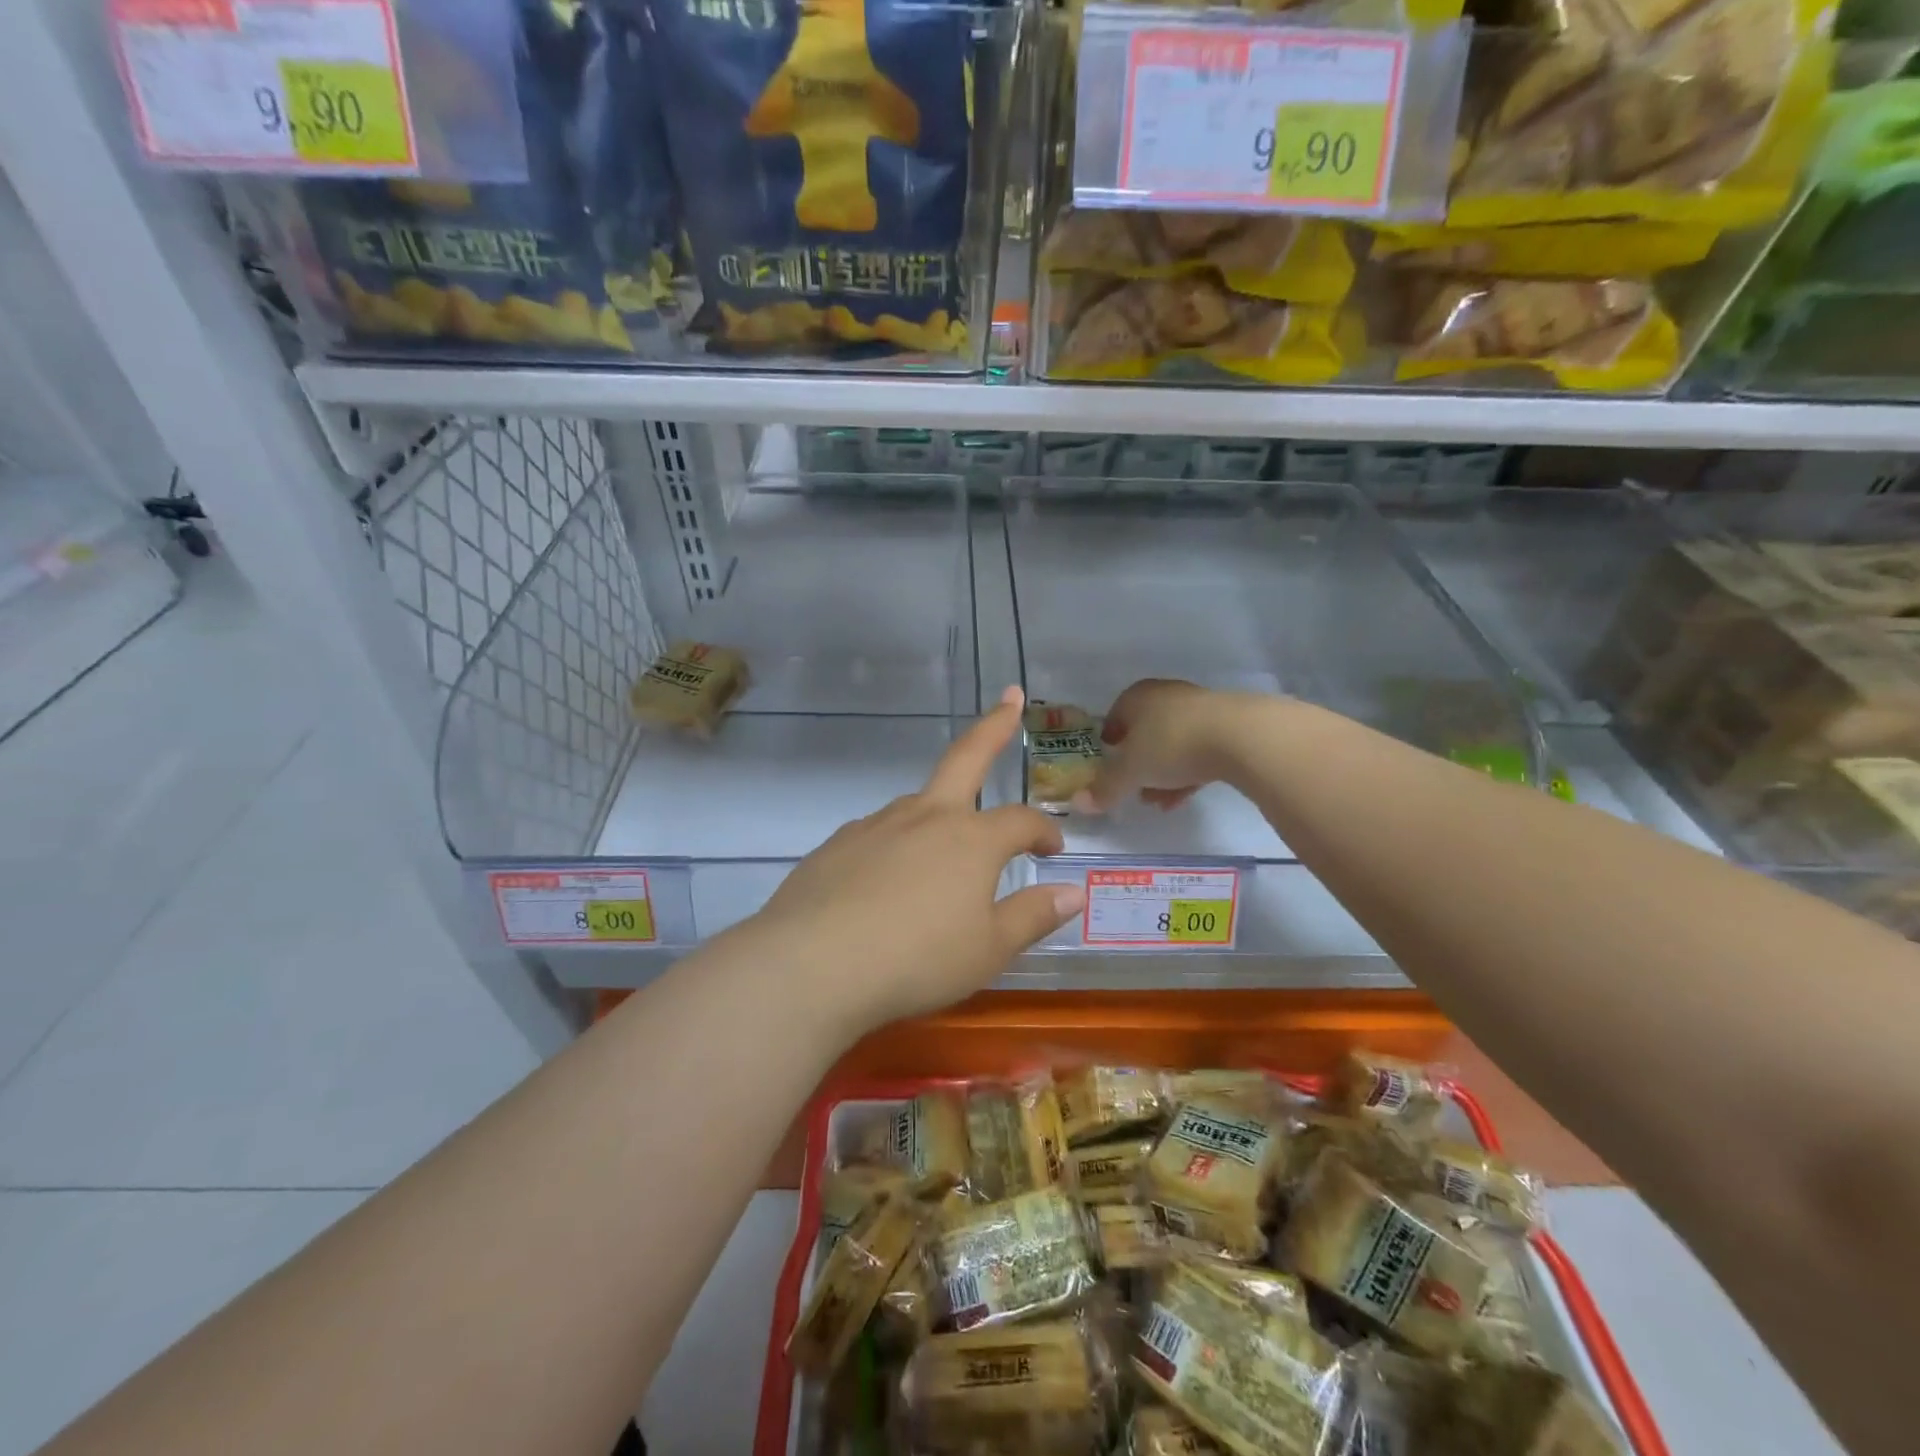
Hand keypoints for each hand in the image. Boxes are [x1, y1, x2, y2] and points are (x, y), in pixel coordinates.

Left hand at [748, 686, 1086, 1031]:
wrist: (813, 965)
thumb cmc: (917, 959)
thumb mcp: (988, 950)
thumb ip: (1033, 916)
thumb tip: (1073, 892)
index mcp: (971, 838)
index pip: (1021, 821)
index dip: (1044, 831)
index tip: (1053, 850)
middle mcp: (926, 816)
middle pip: (966, 757)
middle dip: (994, 725)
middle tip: (1011, 697)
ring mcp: (877, 824)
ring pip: (919, 803)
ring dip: (942, 810)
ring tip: (945, 849)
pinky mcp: (838, 843)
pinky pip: (880, 833)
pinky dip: (897, 843)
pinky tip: (888, 879)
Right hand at [1073, 679, 1246, 815]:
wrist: (1241, 737)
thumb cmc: (1172, 744)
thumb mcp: (1131, 771)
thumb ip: (1105, 788)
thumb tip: (1078, 803)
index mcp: (1138, 696)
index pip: (1116, 714)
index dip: (1110, 740)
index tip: (1108, 763)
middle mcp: (1167, 696)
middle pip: (1145, 731)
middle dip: (1138, 762)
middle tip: (1133, 787)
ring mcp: (1200, 709)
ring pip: (1173, 743)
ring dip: (1163, 772)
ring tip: (1159, 802)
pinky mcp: (1228, 726)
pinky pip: (1199, 751)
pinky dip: (1188, 773)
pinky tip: (1183, 798)